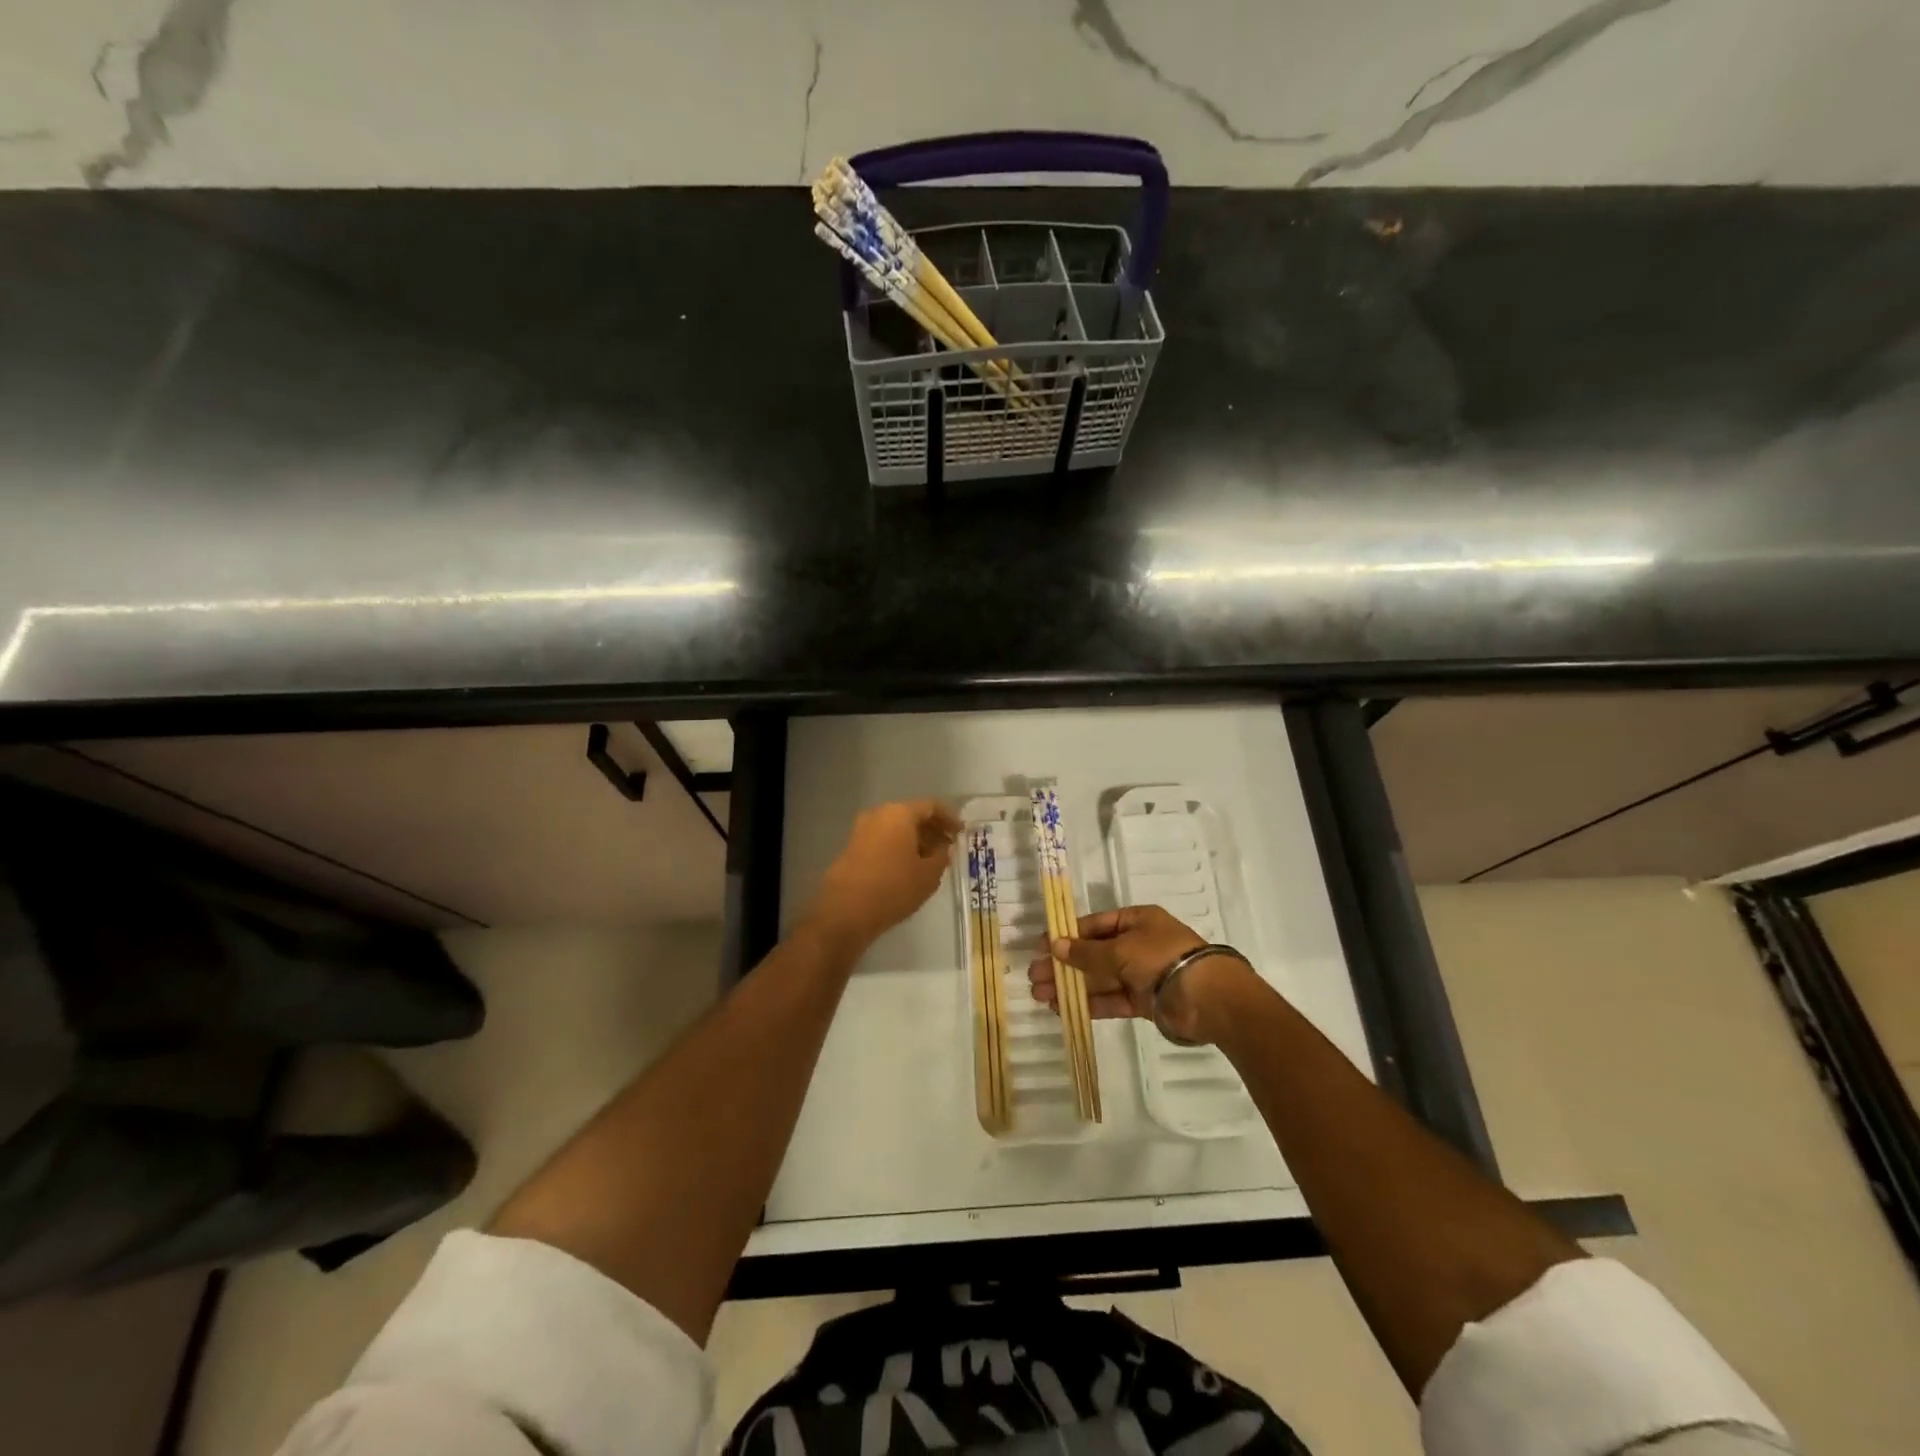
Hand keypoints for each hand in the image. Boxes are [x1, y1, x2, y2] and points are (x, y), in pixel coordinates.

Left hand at [802, 799, 962, 951]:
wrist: (845, 912)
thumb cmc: (893, 887)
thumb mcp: (928, 875)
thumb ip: (941, 857)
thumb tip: (943, 849)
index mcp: (899, 813)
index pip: (931, 806)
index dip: (949, 818)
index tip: (961, 832)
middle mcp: (878, 815)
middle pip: (911, 815)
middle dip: (932, 830)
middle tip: (948, 847)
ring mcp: (861, 831)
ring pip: (896, 829)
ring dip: (915, 840)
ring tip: (931, 860)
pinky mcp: (851, 849)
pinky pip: (883, 841)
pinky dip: (899, 848)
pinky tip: (909, 868)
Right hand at [1028, 904, 1257, 1044]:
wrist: (1207, 998)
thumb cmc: (1162, 958)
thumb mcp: (1120, 949)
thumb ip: (1087, 952)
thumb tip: (1055, 946)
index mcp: (1136, 921)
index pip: (1095, 925)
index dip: (1068, 935)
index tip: (1041, 946)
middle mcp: (1138, 944)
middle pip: (1093, 953)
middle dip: (1064, 964)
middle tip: (1034, 976)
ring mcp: (1141, 974)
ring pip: (1099, 978)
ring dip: (1071, 985)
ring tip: (1041, 995)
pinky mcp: (1144, 1001)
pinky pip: (1111, 999)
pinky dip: (1089, 1003)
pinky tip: (1064, 1008)